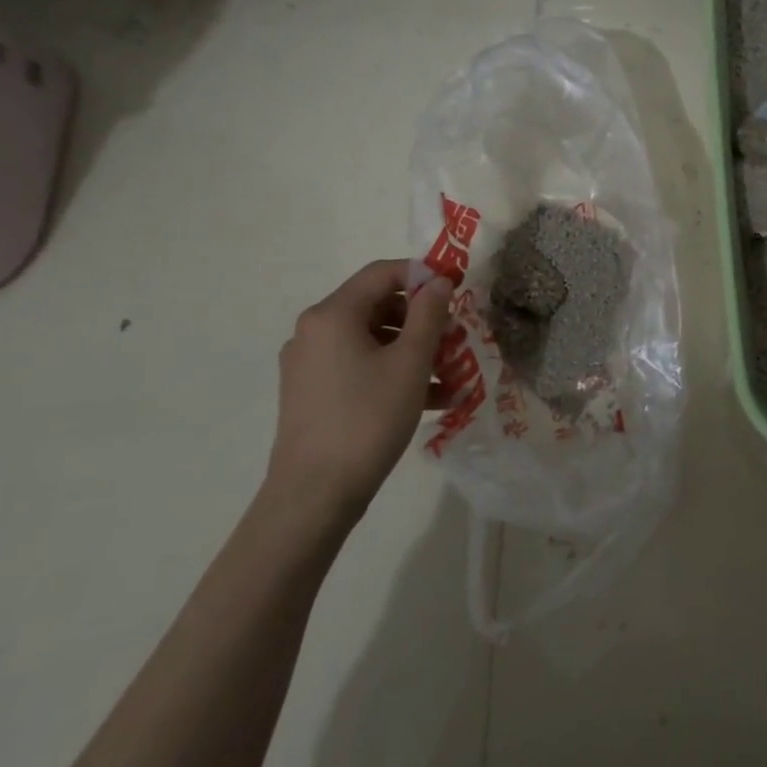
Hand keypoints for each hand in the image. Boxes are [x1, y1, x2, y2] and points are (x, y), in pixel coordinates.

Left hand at [269, 260, 453, 522]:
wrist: (315, 493)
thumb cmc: (368, 418)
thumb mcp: (411, 362)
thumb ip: (429, 314)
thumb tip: (438, 281)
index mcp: (333, 315)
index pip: (383, 273)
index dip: (423, 275)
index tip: (457, 293)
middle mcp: (314, 331)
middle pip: (378, 306)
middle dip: (423, 319)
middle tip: (456, 340)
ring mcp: (309, 363)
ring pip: (372, 339)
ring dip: (414, 350)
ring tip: (451, 377)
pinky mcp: (312, 392)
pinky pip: (359, 366)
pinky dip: (393, 372)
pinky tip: (430, 399)